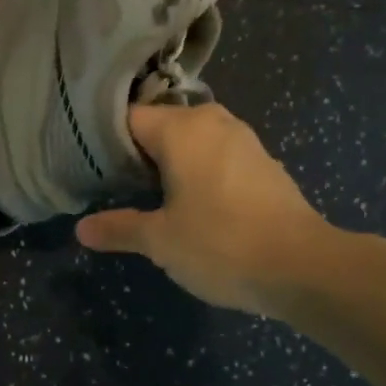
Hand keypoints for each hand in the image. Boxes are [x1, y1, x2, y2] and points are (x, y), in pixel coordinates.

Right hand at [76, 104, 349, 315]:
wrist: (304, 267)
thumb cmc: (221, 244)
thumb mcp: (160, 241)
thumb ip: (119, 228)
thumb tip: (81, 229)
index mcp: (182, 129)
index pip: (129, 118)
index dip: (105, 142)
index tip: (90, 168)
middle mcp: (214, 122)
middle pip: (163, 125)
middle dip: (139, 152)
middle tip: (115, 185)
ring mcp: (245, 141)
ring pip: (193, 140)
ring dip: (172, 163)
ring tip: (150, 196)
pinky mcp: (265, 164)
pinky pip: (219, 157)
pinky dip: (201, 172)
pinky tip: (194, 205)